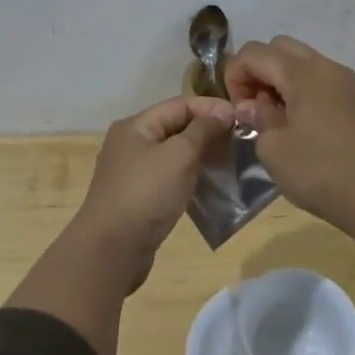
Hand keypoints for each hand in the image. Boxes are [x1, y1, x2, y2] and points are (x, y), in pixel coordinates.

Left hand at [67, 94, 234, 292]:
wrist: (111, 249)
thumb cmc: (146, 193)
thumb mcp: (179, 155)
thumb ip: (203, 130)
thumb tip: (223, 113)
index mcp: (136, 126)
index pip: (180, 104)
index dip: (212, 108)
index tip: (242, 119)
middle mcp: (130, 143)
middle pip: (176, 127)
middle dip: (208, 132)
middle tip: (240, 142)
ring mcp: (132, 172)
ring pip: (173, 154)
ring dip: (201, 156)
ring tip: (230, 164)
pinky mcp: (137, 197)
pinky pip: (168, 177)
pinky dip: (189, 177)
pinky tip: (209, 186)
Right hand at [225, 35, 354, 268]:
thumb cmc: (318, 172)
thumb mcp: (273, 148)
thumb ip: (258, 117)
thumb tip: (252, 105)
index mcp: (302, 74)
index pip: (254, 52)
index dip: (235, 75)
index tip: (237, 108)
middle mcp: (326, 66)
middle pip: (279, 47)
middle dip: (258, 70)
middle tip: (254, 106)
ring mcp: (346, 79)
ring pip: (302, 60)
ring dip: (280, 78)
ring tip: (277, 116)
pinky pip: (320, 76)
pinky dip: (301, 87)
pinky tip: (300, 121)